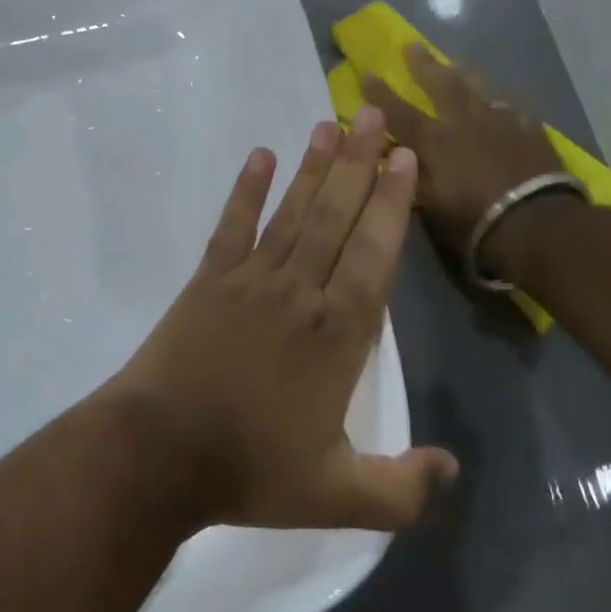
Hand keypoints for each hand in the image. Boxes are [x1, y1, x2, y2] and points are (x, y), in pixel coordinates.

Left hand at [104, 105, 458, 532]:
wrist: (157, 455)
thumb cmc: (249, 469)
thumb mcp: (336, 496)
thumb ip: (401, 489)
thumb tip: (454, 468)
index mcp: (338, 335)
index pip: (374, 254)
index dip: (392, 204)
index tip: (405, 158)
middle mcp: (300, 293)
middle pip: (337, 218)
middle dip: (360, 165)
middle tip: (375, 115)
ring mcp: (250, 281)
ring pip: (292, 213)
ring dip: (314, 168)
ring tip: (331, 124)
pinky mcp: (208, 281)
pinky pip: (232, 226)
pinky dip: (246, 191)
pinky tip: (260, 156)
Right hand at [360, 46, 564, 278]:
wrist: (537, 222)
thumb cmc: (473, 221)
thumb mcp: (429, 205)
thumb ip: (409, 176)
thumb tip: (390, 156)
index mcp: (433, 140)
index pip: (398, 111)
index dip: (379, 93)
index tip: (367, 72)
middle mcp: (463, 121)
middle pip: (441, 84)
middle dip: (424, 65)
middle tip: (412, 45)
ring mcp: (500, 121)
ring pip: (479, 87)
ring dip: (465, 73)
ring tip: (458, 62)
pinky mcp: (530, 129)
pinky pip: (511, 107)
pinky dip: (500, 102)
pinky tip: (502, 102)